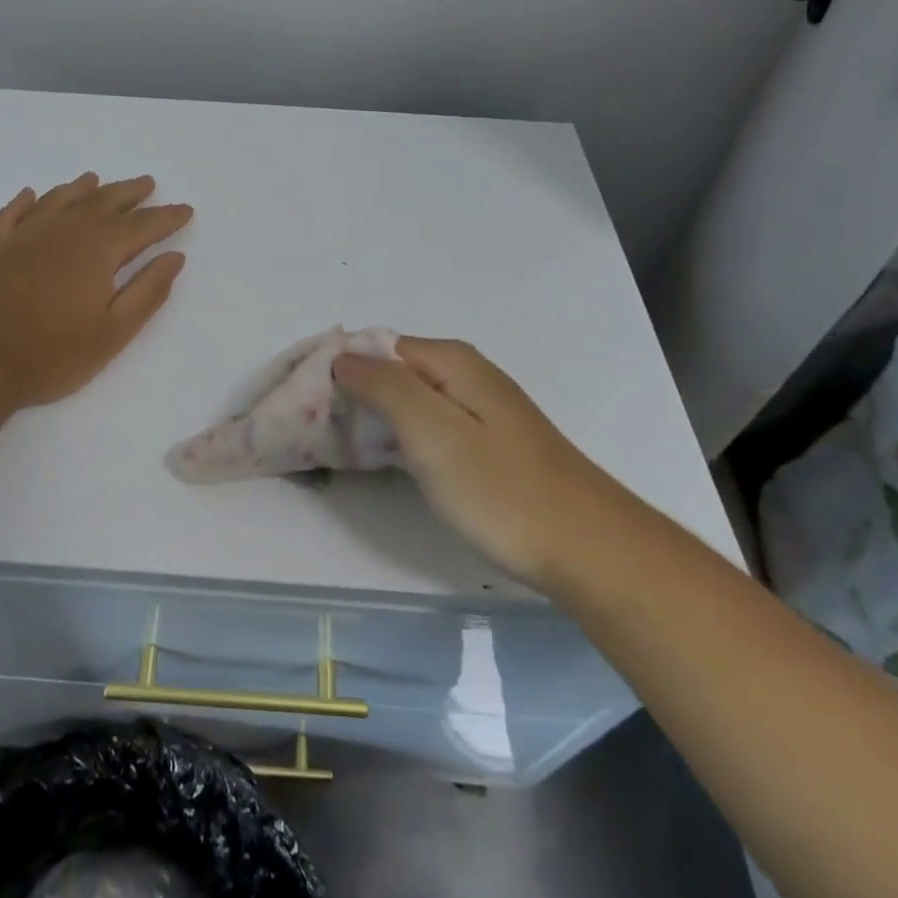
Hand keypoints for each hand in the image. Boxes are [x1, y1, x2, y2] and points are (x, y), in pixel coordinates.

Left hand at [0, 173, 192, 407]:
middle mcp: (63, 231)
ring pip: (59, 200)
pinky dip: (25, 201)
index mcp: (97, 250)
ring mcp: (23, 236)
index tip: (185, 209)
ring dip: (81, 188)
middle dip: (129, 193)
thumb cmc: (53, 354)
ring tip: (95, 179)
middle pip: (103, 202)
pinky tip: (31, 194)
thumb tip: (174, 257)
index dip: (166, 217)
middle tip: (147, 183)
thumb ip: (147, 291)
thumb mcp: (113, 332)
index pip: (141, 226)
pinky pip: (11, 213)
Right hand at [333, 338, 613, 587]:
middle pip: (392, 372)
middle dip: (354, 396)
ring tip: (344, 451)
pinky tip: (393, 463)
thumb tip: (343, 357)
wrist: (588, 549)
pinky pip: (430, 425)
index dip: (340, 372)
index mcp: (450, 361)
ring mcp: (480, 408)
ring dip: (376, 419)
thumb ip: (383, 386)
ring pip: (410, 401)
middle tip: (321, 435)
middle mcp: (466, 373)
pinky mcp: (488, 442)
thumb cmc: (501, 490)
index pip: (375, 348)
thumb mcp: (432, 432)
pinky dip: (403, 438)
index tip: (309, 409)